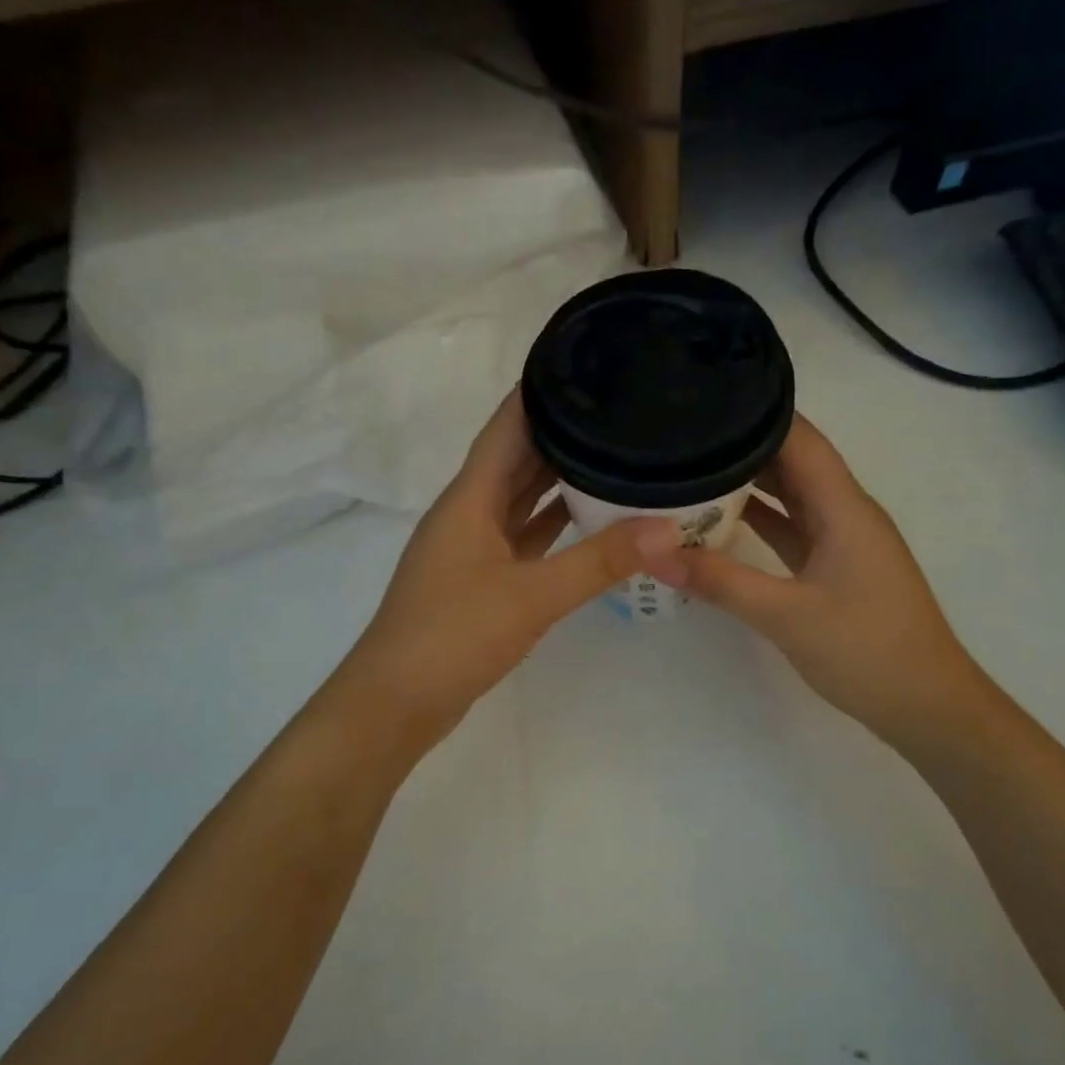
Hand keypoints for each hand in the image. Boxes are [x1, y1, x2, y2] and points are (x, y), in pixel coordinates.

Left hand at [335, 392, 680, 744]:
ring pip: (521, 499)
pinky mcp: (483, 580)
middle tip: (617, 406)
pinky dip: (554, 524)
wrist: (396, 703)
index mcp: (470, 499)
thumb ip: (600, 562)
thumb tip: (668, 529)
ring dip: (559, 478)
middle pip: (517, 458)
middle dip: (561, 431)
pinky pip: (525, 536)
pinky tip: (590, 518)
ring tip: (614, 452)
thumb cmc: (453, 636)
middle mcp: (469, 513)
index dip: (539, 391)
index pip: (507, 426)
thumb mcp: (532, 597)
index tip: (583, 361)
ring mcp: (474, 548)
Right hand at [643, 415, 983, 745]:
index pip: (801, 439)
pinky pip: (791, 528)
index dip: (758, 412)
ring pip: (791, 495)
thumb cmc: (867, 652)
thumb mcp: (786, 616)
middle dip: (743, 443)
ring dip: (748, 481)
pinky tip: (718, 518)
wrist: (925, 705)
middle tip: (683, 432)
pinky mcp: (833, 566)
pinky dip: (759, 519)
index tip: (705, 399)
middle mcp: (845, 512)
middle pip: (793, 461)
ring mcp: (841, 540)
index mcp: (845, 508)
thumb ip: (720, 582)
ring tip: (690, 464)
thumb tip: (654, 553)